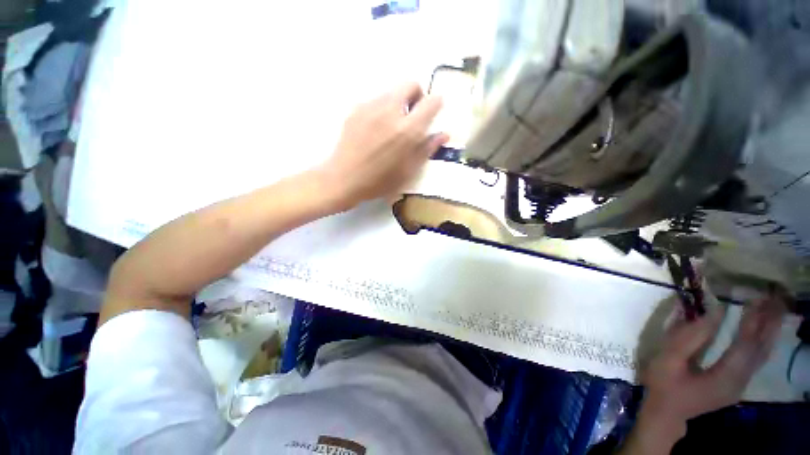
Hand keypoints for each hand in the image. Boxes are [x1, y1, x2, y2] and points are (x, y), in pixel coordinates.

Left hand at [317, 83, 448, 210]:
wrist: (344, 179)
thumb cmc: (380, 181)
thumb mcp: (409, 171)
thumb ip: (427, 149)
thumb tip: (444, 134)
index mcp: (407, 130)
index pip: (431, 102)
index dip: (436, 104)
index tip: (433, 113)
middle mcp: (390, 111)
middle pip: (410, 84)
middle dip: (416, 95)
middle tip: (413, 116)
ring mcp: (370, 107)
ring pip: (391, 92)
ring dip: (398, 103)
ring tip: (392, 126)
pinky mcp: (356, 109)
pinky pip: (375, 100)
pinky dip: (382, 109)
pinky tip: (375, 129)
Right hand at [628, 296, 784, 452]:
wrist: (667, 413)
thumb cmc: (663, 385)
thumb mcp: (667, 361)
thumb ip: (687, 338)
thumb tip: (710, 313)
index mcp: (724, 378)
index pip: (745, 346)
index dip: (751, 322)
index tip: (754, 299)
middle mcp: (740, 382)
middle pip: (761, 350)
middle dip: (769, 323)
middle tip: (774, 297)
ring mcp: (741, 384)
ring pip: (762, 354)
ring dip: (769, 330)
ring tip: (773, 307)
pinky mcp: (737, 382)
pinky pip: (756, 358)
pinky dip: (762, 340)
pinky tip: (762, 329)